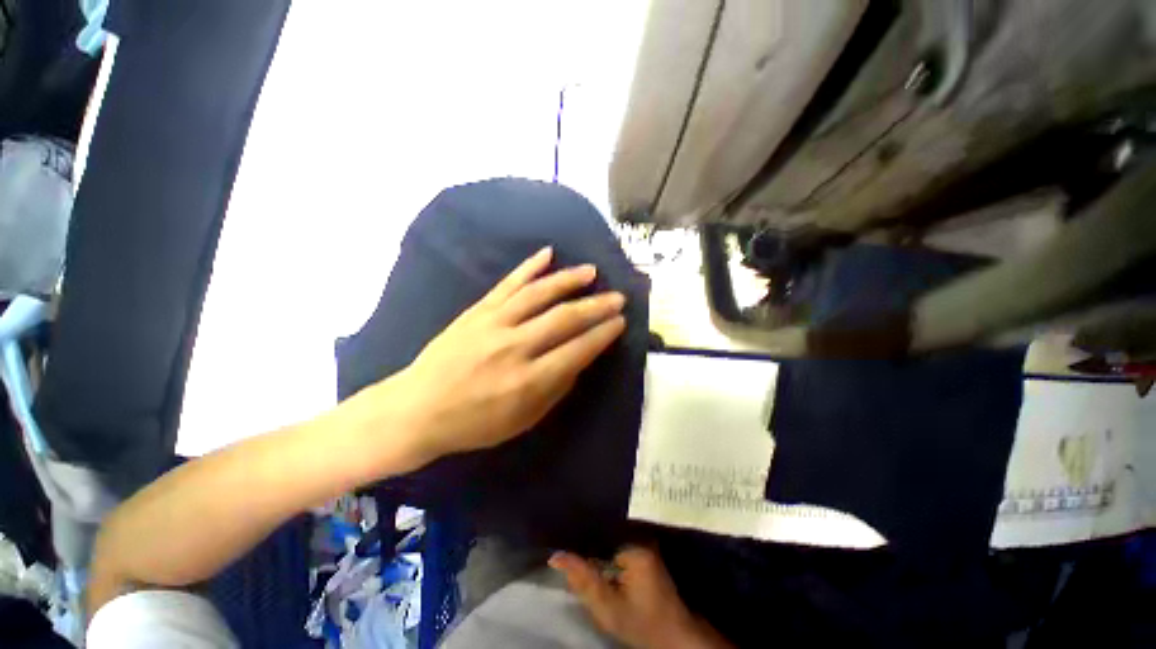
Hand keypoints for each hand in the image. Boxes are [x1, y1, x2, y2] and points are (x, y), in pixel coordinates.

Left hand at [387, 246, 626, 464]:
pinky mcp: (477, 311)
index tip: (620, 322)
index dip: (603, 334)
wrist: (417, 409)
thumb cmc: (474, 423)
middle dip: (596, 306)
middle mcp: (515, 347)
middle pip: (564, 318)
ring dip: (569, 280)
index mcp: (529, 381)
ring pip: (539, 294)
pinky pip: (507, 284)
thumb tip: (579, 359)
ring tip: (591, 271)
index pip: (577, 350)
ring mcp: (494, 324)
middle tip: (618, 297)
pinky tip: (547, 254)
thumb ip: (556, 389)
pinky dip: (528, 267)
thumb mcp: (523, 420)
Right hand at [550, 547, 733, 648]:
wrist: (673, 637)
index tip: (561, 532)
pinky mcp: (645, 550)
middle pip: (606, 530)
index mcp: (634, 542)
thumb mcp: (608, 608)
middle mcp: (641, 534)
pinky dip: (605, 549)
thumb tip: (555, 556)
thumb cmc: (641, 622)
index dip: (580, 532)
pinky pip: (618, 542)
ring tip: (573, 544)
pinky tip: (593, 555)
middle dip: (587, 537)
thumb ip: (583, 580)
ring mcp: (645, 541)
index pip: (600, 528)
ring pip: (611, 536)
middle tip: (564, 541)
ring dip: (595, 543)